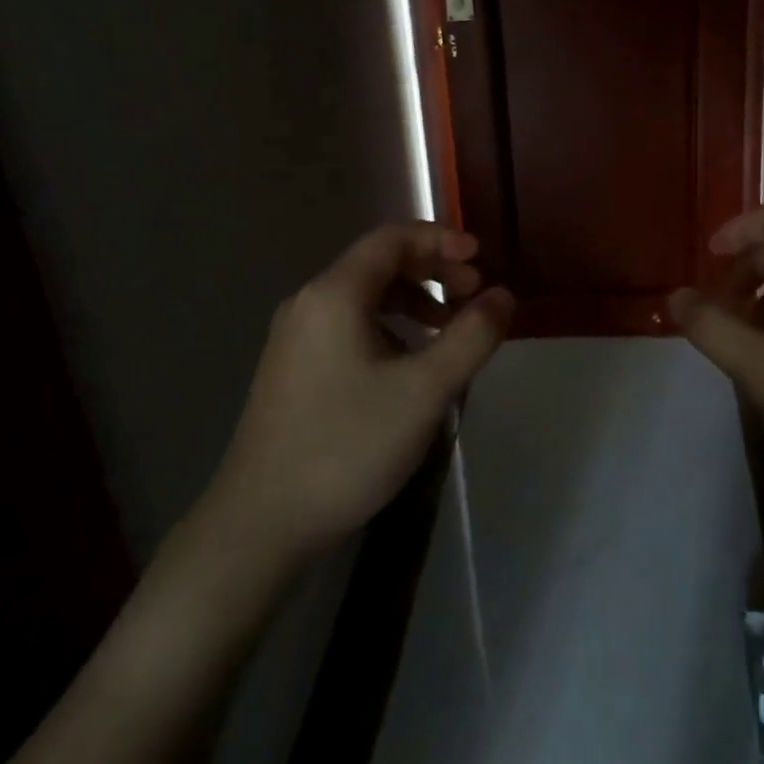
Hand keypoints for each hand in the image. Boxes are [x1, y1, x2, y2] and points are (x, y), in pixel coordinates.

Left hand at [204, 221, 513, 561]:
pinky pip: (349, 325)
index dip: (441, 239)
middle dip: (432, 271)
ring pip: (364, 298)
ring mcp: (295, 337)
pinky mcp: (292, 369)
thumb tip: (504, 296)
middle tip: (474, 294)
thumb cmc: (347, 445)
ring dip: (413, 301)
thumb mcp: (424, 390)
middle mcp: (309, 302)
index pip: (393, 239)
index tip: (480, 257)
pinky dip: (388, 327)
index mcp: (335, 294)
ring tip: (449, 328)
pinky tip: (409, 364)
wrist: (259, 524)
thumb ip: (471, 337)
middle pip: (379, 264)